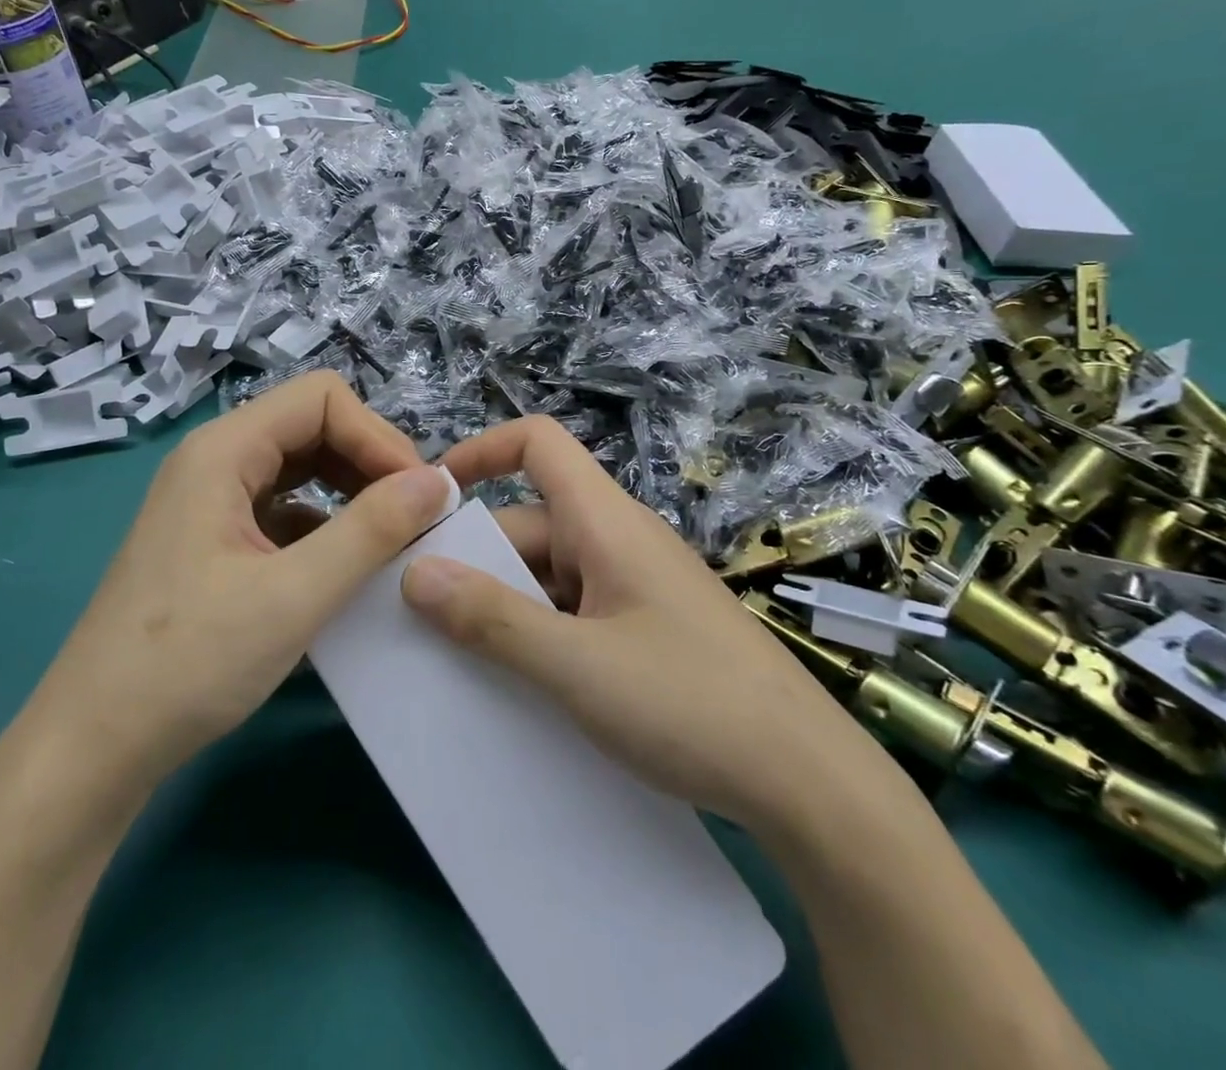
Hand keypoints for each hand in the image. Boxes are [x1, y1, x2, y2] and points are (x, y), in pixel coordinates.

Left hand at [34, 371, 454, 794]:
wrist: (93, 749)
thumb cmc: (188, 663)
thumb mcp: (294, 595)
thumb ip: (372, 531)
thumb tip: (439, 482)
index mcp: (224, 451)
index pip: (322, 399)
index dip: (377, 436)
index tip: (418, 494)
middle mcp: (216, 461)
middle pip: (312, 426)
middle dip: (370, 462)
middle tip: (414, 517)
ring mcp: (212, 501)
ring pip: (301, 468)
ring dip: (352, 493)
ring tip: (392, 539)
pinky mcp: (215, 541)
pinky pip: (284, 509)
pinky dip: (326, 526)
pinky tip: (347, 569)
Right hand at [401, 416, 889, 830]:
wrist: (809, 783)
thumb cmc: (690, 703)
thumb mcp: (577, 666)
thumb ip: (493, 621)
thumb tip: (415, 572)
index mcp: (606, 522)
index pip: (539, 443)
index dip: (481, 450)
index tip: (430, 497)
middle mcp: (619, 541)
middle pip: (530, 522)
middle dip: (474, 559)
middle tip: (417, 616)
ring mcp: (636, 587)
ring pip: (550, 574)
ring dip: (504, 605)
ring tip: (452, 659)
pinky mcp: (648, 629)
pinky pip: (575, 611)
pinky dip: (538, 633)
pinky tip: (514, 684)